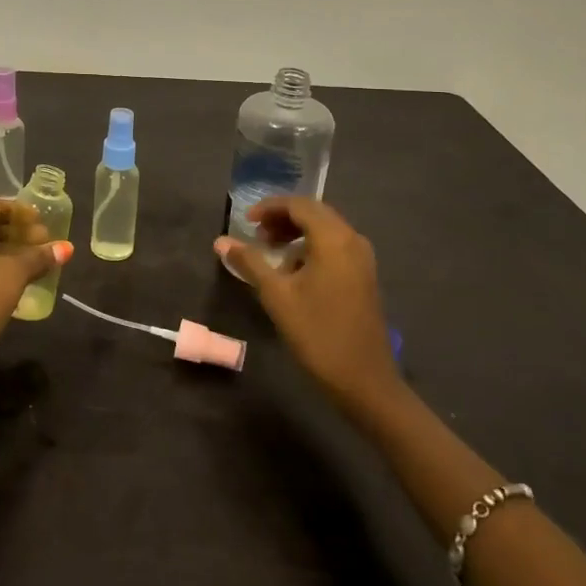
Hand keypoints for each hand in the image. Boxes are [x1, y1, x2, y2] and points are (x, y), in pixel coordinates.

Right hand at [214, 198, 400, 419]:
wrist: (365, 381)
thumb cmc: (318, 333)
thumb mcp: (277, 296)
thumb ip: (249, 262)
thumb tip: (221, 241)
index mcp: (334, 239)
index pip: (299, 205)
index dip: (270, 207)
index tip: (246, 221)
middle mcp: (353, 240)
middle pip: (314, 214)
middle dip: (283, 219)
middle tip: (256, 234)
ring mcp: (362, 260)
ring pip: (325, 231)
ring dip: (296, 234)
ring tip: (271, 254)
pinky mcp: (364, 277)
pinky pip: (335, 248)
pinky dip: (311, 249)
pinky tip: (294, 273)